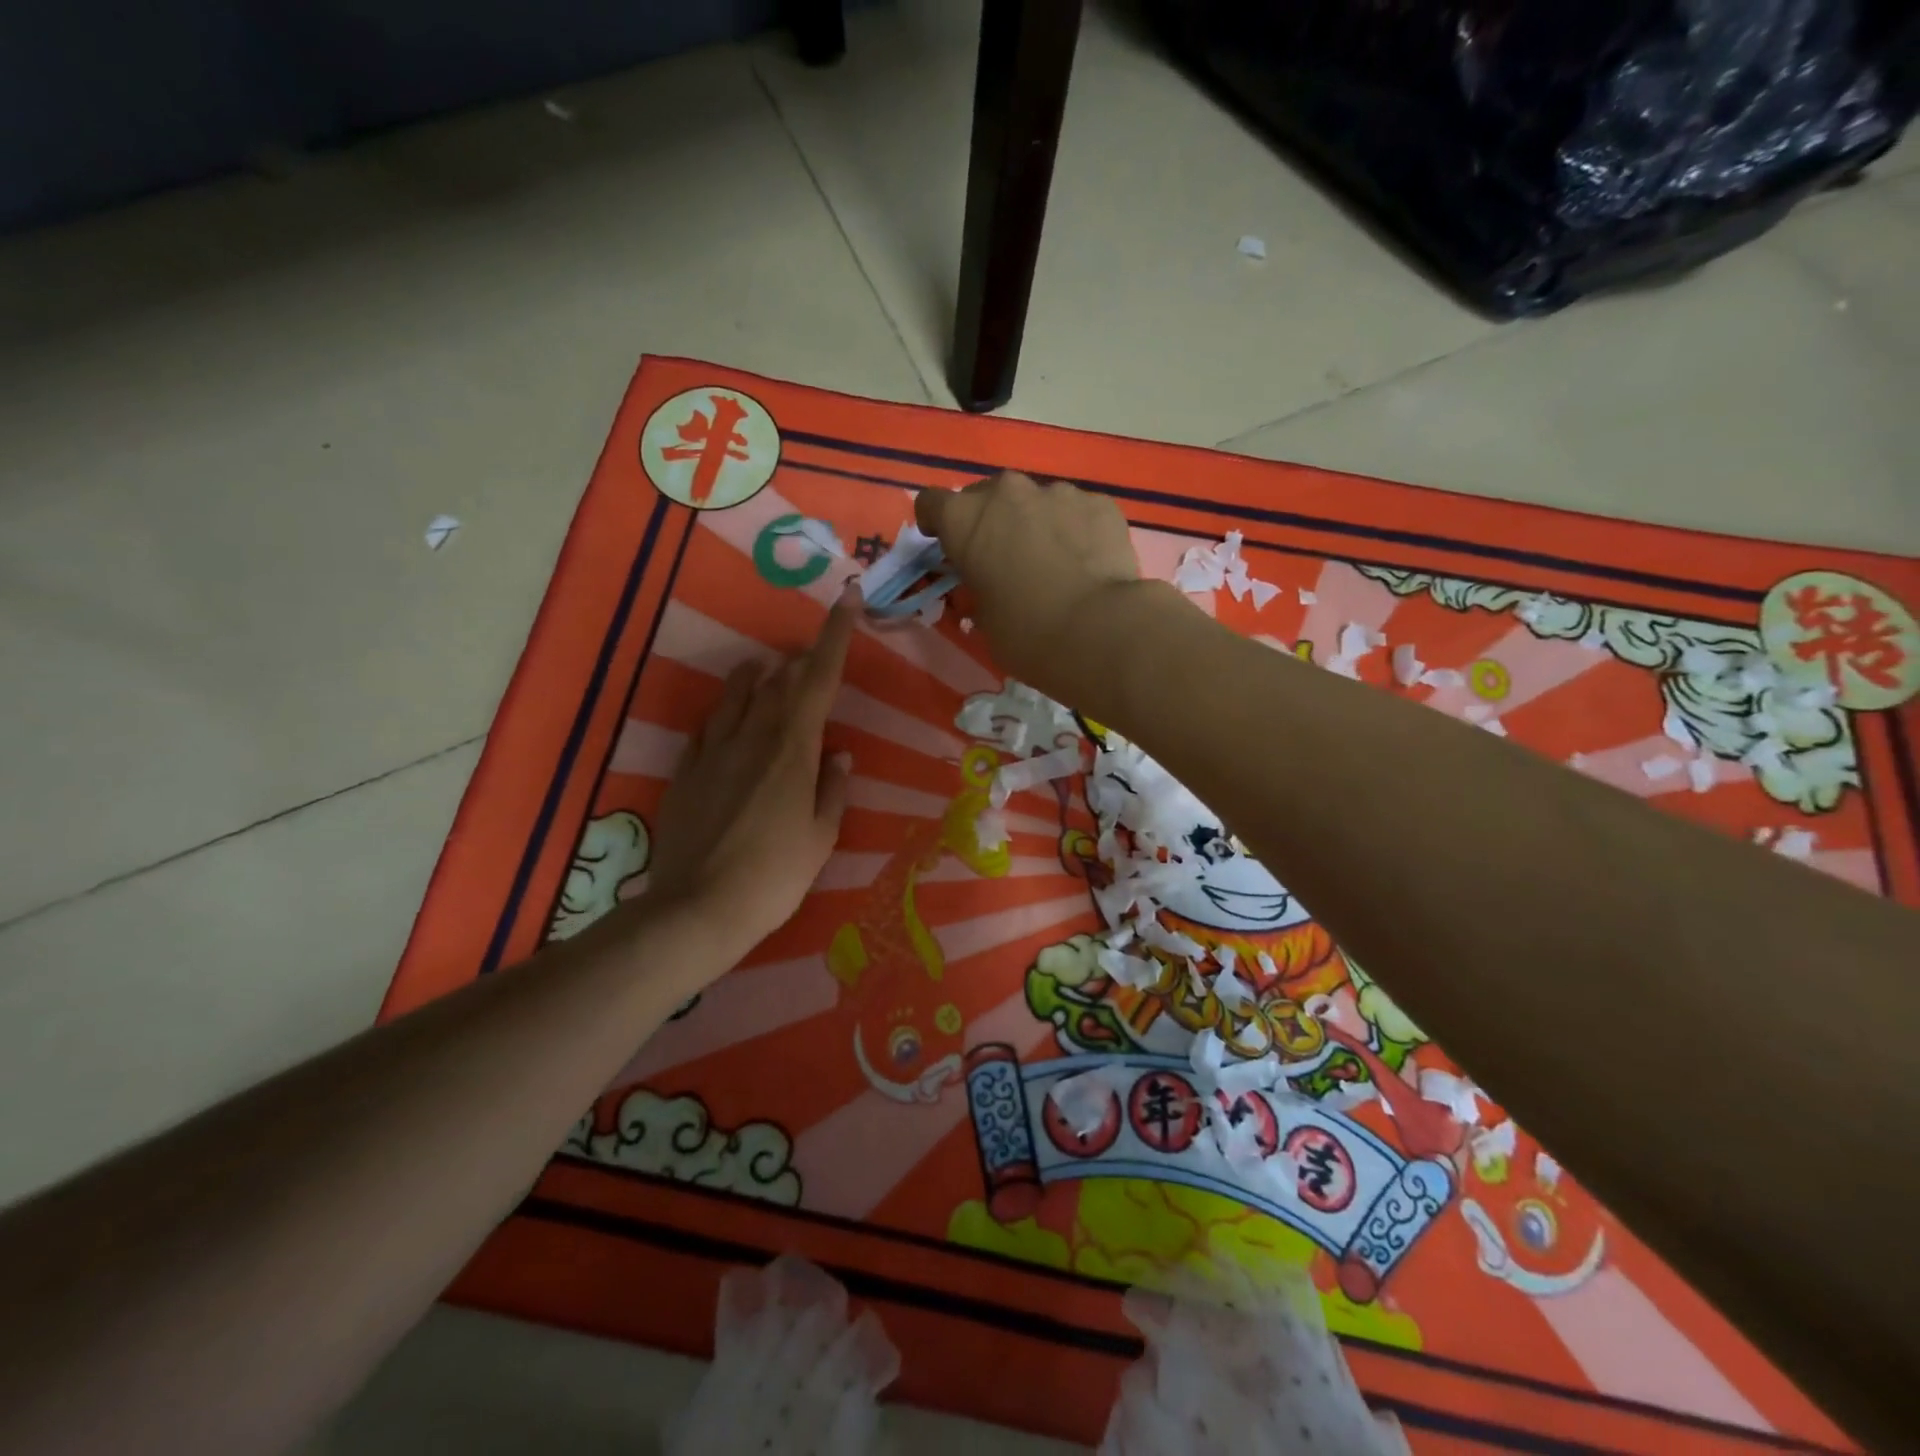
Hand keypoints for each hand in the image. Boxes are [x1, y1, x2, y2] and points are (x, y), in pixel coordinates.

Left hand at [648, 586, 856, 965]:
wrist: (698, 908)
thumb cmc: (775, 876)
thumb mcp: (821, 837)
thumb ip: (832, 789)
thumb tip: (838, 755)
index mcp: (793, 749)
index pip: (819, 679)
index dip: (835, 636)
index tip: (846, 598)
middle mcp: (753, 737)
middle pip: (779, 681)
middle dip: (800, 662)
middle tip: (813, 657)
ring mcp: (714, 751)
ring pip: (737, 695)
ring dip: (758, 677)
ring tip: (768, 670)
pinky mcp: (686, 771)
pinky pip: (709, 727)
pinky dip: (726, 712)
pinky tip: (729, 718)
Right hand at [915, 472, 1140, 692]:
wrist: (1098, 630)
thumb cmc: (1026, 633)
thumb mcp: (984, 619)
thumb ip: (980, 588)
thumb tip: (993, 585)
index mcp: (965, 520)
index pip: (931, 503)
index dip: (936, 523)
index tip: (946, 544)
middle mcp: (1007, 493)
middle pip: (987, 495)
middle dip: (990, 521)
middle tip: (1004, 558)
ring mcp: (1057, 492)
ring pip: (1036, 501)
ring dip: (1036, 523)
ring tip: (1054, 561)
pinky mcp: (1099, 502)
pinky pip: (1077, 511)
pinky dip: (1075, 529)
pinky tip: (1087, 562)